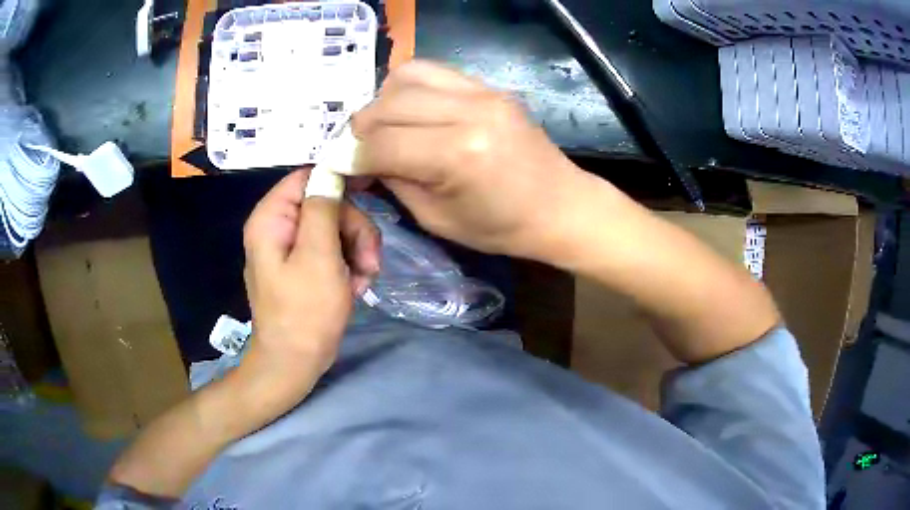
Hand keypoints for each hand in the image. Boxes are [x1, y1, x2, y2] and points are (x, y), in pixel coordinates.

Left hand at [241, 169, 379, 399]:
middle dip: (354, 229)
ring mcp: (291, 248)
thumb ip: (323, 208)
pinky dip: (349, 266)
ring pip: (336, 228)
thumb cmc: (305, 313)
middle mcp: (278, 227)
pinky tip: (355, 287)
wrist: (295, 364)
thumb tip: (330, 170)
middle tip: (370, 261)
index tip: (370, 193)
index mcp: (271, 218)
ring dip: (357, 250)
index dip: (338, 181)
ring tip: (364, 280)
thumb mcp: (318, 256)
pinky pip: (333, 250)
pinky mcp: (304, 266)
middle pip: (326, 204)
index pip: (306, 177)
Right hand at [352, 60, 591, 261]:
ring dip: (383, 100)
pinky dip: (410, 88)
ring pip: (406, 76)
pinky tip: (411, 110)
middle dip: (361, 127)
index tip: (342, 166)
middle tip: (359, 148)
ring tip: (384, 125)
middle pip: (387, 104)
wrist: (560, 206)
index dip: (352, 157)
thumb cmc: (502, 227)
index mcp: (456, 155)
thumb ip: (394, 181)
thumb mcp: (436, 219)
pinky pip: (433, 71)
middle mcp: (467, 112)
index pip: (380, 144)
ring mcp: (482, 92)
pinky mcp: (489, 87)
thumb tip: (361, 158)